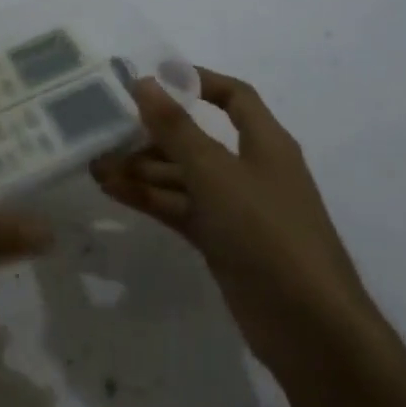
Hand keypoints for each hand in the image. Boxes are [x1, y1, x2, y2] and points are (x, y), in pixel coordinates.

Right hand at [91, 68, 366, 364]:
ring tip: (96, 164)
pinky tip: (113, 191)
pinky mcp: (222, 242)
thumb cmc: (267, 232)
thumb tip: (145, 82)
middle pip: (197, 138)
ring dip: (143, 169)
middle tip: (106, 127)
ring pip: (183, 177)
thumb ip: (177, 128)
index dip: (198, 81)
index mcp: (265, 142)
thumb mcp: (216, 172)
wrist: (309, 329)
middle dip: (153, 133)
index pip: (234, 96)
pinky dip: (149, 198)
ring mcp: (236, 209)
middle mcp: (251, 169)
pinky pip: (180, 208)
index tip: (155, 78)